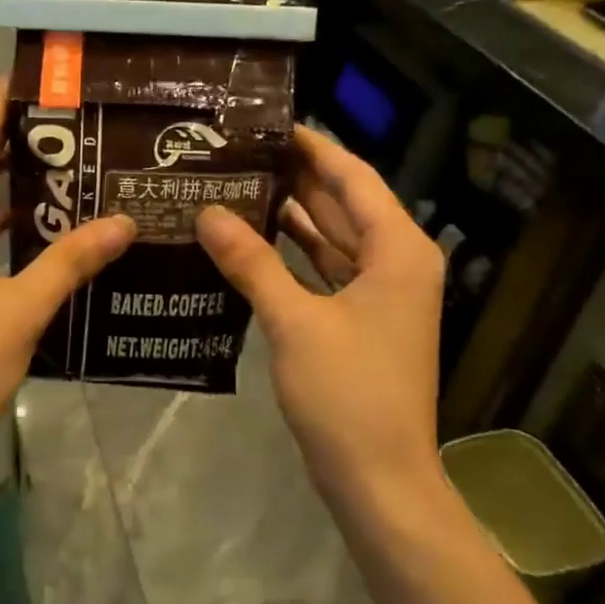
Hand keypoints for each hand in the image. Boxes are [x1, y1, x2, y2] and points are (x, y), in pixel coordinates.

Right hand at [196, 125, 445, 497]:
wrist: (380, 480)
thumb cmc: (347, 394)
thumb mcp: (294, 322)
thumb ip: (250, 262)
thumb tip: (207, 212)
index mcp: (397, 250)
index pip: (352, 177)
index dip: (312, 147)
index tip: (266, 123)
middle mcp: (396, 261)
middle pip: (342, 203)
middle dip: (294, 176)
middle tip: (238, 151)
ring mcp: (380, 292)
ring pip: (331, 236)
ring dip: (290, 214)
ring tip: (236, 183)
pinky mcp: (360, 318)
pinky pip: (325, 268)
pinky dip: (293, 253)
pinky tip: (251, 238)